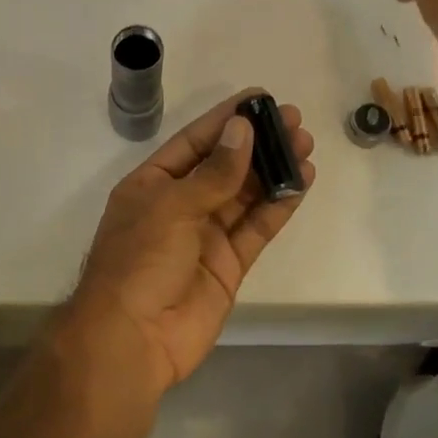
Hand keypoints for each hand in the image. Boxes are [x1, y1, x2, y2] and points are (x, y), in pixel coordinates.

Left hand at [65, 90, 315, 393]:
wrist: (133, 340)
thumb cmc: (140, 261)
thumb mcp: (172, 206)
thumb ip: (214, 172)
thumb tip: (243, 129)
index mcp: (153, 184)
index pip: (194, 141)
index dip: (225, 119)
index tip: (259, 98)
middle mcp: (180, 205)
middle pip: (224, 165)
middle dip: (258, 142)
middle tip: (294, 120)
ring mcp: (205, 236)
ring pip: (245, 194)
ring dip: (273, 170)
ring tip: (305, 145)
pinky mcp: (229, 264)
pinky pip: (257, 227)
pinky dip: (278, 205)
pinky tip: (300, 182)